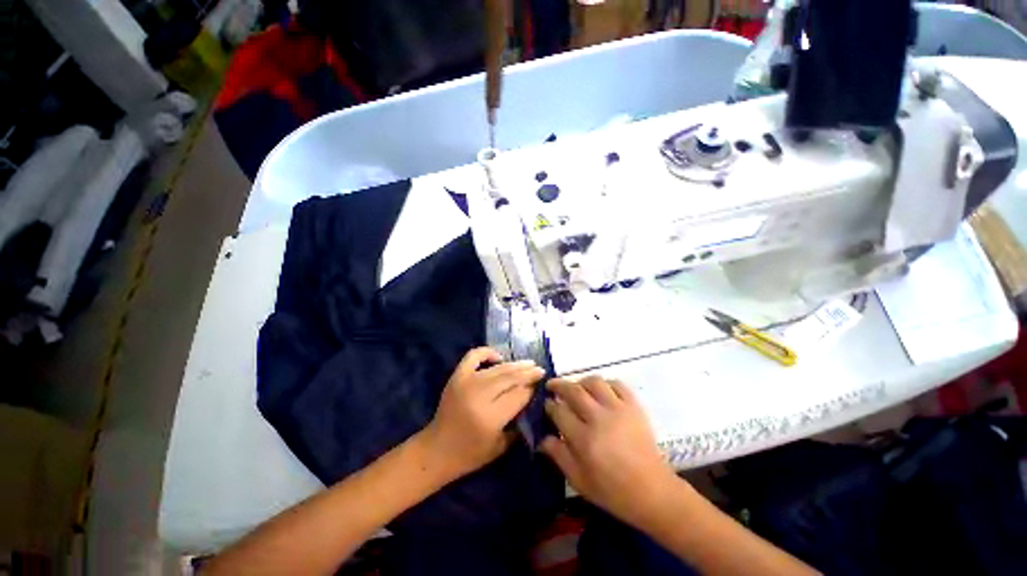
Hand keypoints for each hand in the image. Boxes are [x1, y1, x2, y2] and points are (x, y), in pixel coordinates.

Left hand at [422, 347, 544, 478]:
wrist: (436, 450)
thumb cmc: (470, 454)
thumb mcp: (501, 446)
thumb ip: (518, 422)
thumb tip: (530, 397)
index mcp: (490, 417)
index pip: (518, 395)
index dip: (531, 389)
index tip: (540, 385)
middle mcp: (479, 396)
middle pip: (510, 378)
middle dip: (528, 373)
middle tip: (540, 370)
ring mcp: (466, 382)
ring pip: (498, 368)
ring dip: (515, 364)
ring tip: (529, 363)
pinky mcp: (457, 376)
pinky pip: (474, 356)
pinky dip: (487, 352)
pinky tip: (499, 356)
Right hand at [541, 376, 679, 526]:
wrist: (652, 491)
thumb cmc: (612, 490)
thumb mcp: (579, 480)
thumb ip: (559, 455)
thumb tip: (542, 438)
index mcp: (584, 439)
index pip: (559, 411)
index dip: (549, 405)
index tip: (546, 403)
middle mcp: (599, 418)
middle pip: (573, 390)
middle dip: (558, 385)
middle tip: (552, 385)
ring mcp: (618, 409)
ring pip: (594, 382)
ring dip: (581, 381)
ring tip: (576, 387)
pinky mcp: (634, 406)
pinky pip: (617, 384)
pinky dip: (606, 383)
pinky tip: (601, 390)